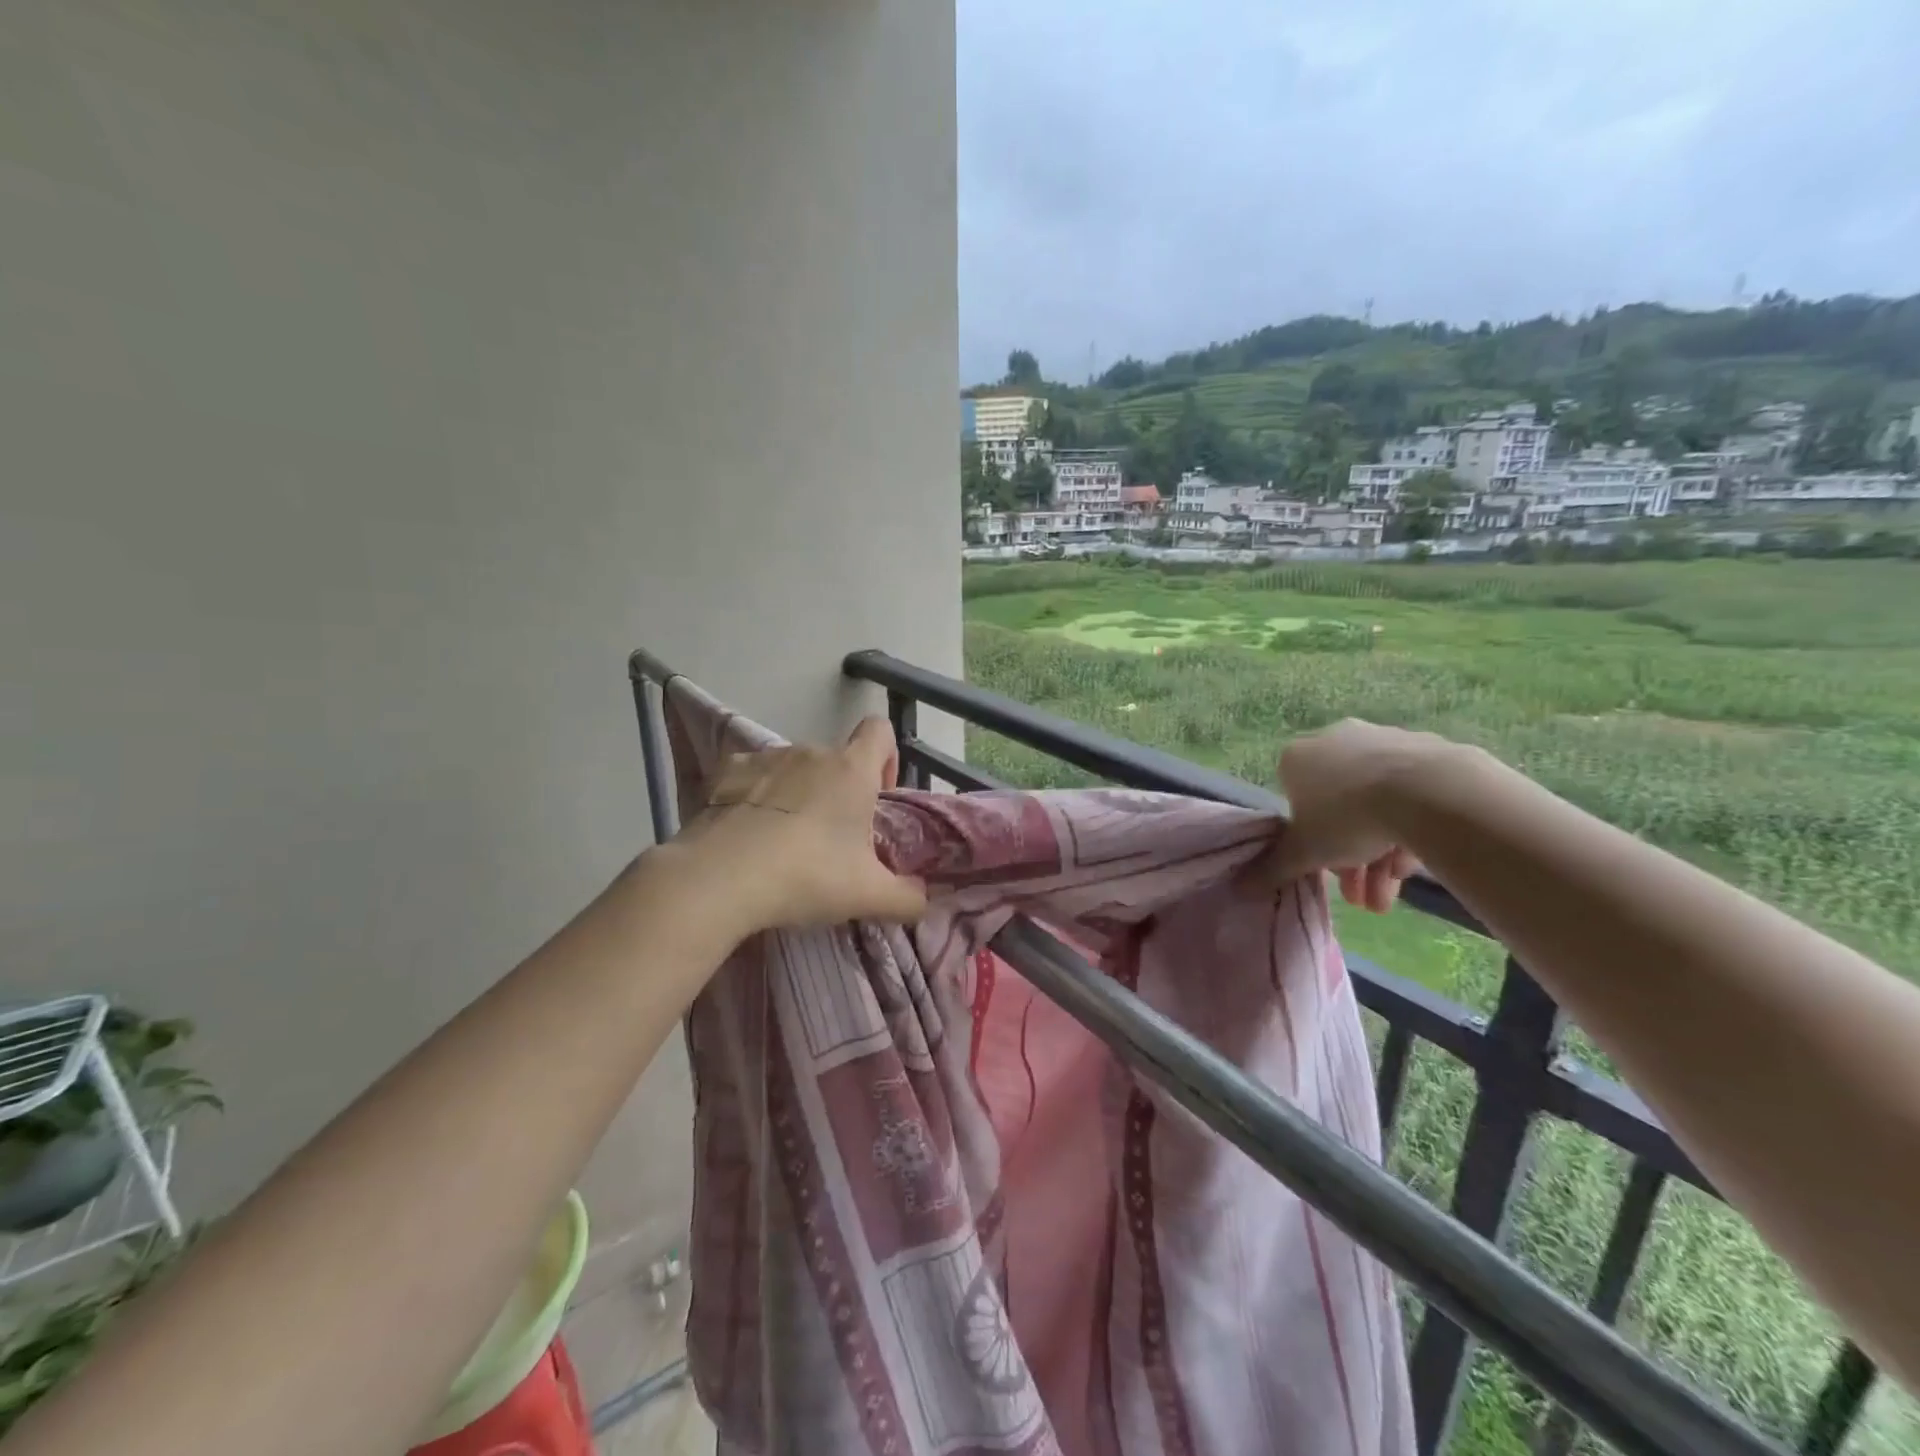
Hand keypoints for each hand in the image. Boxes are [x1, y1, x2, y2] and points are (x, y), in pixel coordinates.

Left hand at [669, 718, 927, 932]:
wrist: (720, 879)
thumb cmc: (807, 876)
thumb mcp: (869, 897)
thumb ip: (908, 897)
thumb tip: (923, 899)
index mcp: (852, 770)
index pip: (880, 731)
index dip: (886, 758)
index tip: (877, 796)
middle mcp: (810, 752)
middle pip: (835, 759)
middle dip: (838, 790)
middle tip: (831, 838)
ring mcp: (765, 758)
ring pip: (793, 767)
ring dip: (797, 792)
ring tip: (784, 839)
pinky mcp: (726, 773)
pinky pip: (751, 776)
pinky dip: (754, 795)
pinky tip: (747, 831)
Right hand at [1271, 719, 1449, 912]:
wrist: (1428, 792)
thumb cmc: (1348, 817)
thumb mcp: (1304, 852)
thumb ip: (1273, 867)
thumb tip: (1241, 885)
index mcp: (1297, 757)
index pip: (1294, 800)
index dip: (1308, 840)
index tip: (1324, 868)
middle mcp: (1336, 740)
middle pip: (1338, 807)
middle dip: (1348, 857)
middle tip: (1361, 896)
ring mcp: (1384, 741)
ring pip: (1376, 803)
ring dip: (1379, 853)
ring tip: (1389, 897)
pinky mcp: (1429, 750)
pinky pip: (1411, 795)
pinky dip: (1409, 828)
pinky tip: (1415, 864)